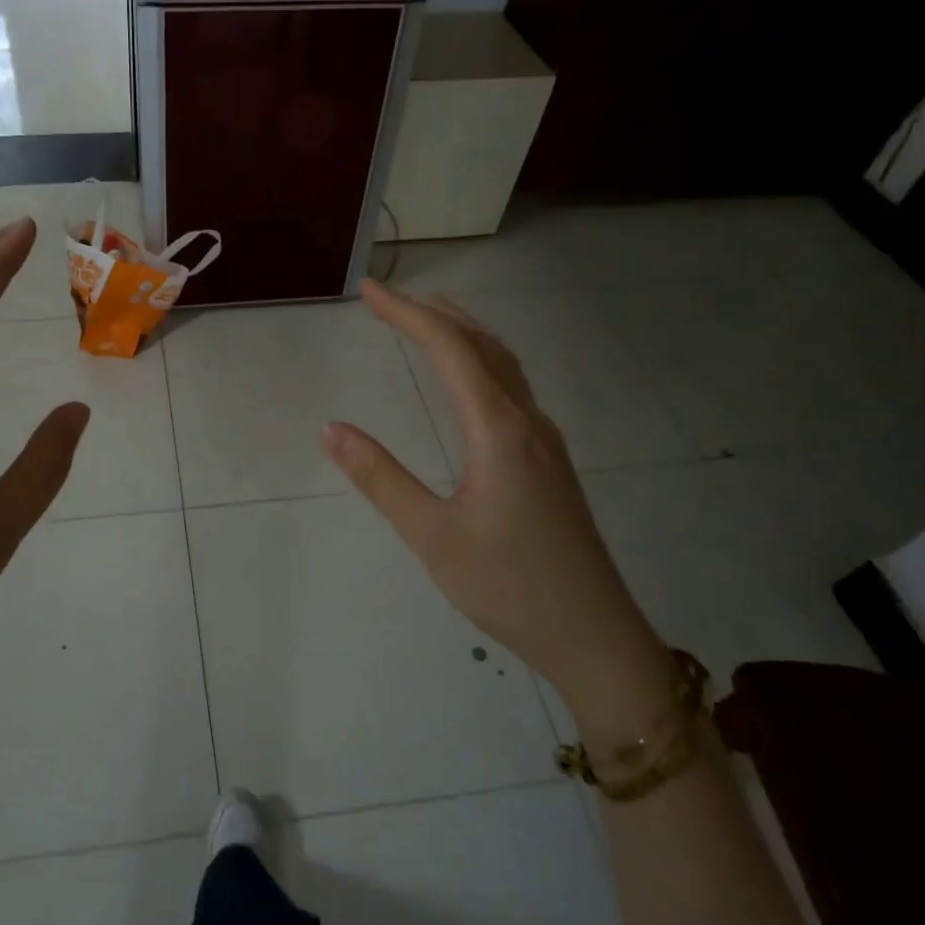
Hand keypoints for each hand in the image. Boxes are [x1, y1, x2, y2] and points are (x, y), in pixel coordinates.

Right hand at [321, 281, 672, 724]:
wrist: (593, 634)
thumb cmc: (507, 585)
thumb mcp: (431, 534)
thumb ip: (380, 478)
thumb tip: (331, 428)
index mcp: (499, 429)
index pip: (450, 350)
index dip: (408, 314)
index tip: (370, 291)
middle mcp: (527, 421)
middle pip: (482, 344)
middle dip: (434, 313)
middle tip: (389, 298)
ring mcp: (545, 440)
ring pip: (504, 364)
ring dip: (463, 333)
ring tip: (426, 320)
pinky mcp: (550, 461)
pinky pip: (513, 388)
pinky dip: (481, 361)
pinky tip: (469, 379)